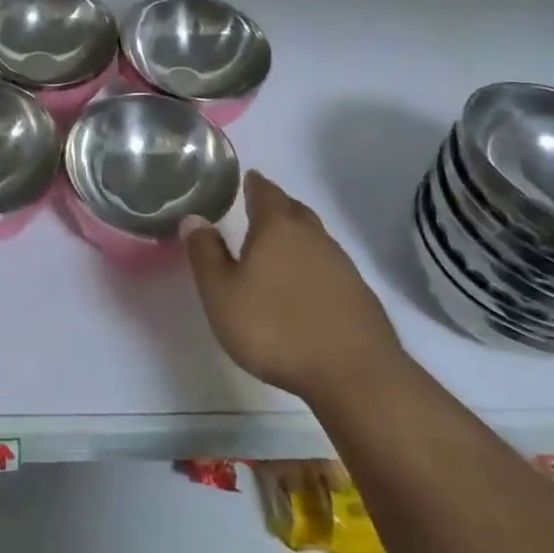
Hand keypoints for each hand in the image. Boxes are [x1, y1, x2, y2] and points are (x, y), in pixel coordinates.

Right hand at [183, 171, 405, 400]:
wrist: (355, 374)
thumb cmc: (276, 328)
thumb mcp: (222, 294)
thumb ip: (205, 254)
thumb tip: (194, 218)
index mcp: (277, 228)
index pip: (265, 192)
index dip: (254, 184)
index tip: (248, 178)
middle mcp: (313, 236)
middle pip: (294, 210)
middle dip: (277, 205)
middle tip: (260, 208)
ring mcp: (342, 265)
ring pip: (315, 238)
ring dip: (298, 236)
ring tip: (280, 247)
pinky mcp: (359, 295)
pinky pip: (330, 266)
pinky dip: (314, 265)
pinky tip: (307, 285)